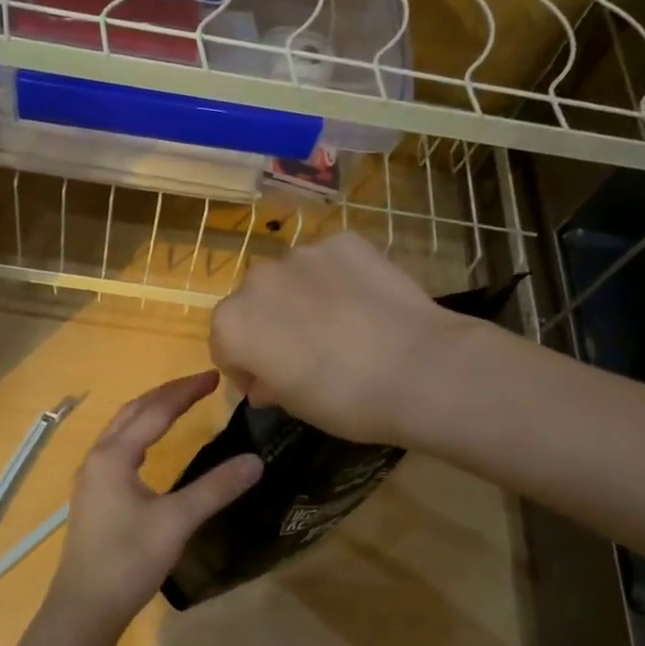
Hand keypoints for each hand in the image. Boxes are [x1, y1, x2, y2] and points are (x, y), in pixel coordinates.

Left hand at [46, 372, 261, 631]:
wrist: (85, 608)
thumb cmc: (128, 560)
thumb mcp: (176, 522)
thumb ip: (215, 489)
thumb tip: (255, 461)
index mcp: (114, 456)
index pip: (154, 411)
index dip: (185, 391)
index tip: (215, 377)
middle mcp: (97, 458)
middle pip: (133, 412)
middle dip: (167, 394)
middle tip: (201, 384)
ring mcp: (91, 478)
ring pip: (121, 429)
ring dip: (150, 411)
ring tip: (179, 404)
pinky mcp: (93, 496)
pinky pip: (117, 448)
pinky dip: (139, 433)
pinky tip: (151, 447)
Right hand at [210, 233, 466, 445]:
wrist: (420, 370)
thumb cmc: (344, 400)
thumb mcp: (294, 405)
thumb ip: (267, 384)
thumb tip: (265, 381)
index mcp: (233, 324)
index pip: (224, 344)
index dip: (244, 367)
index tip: (269, 385)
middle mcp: (257, 279)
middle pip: (253, 303)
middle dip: (270, 325)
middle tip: (305, 353)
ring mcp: (302, 254)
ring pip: (291, 278)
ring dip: (301, 298)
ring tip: (340, 325)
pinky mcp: (344, 241)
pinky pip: (329, 261)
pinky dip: (337, 279)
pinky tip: (364, 303)